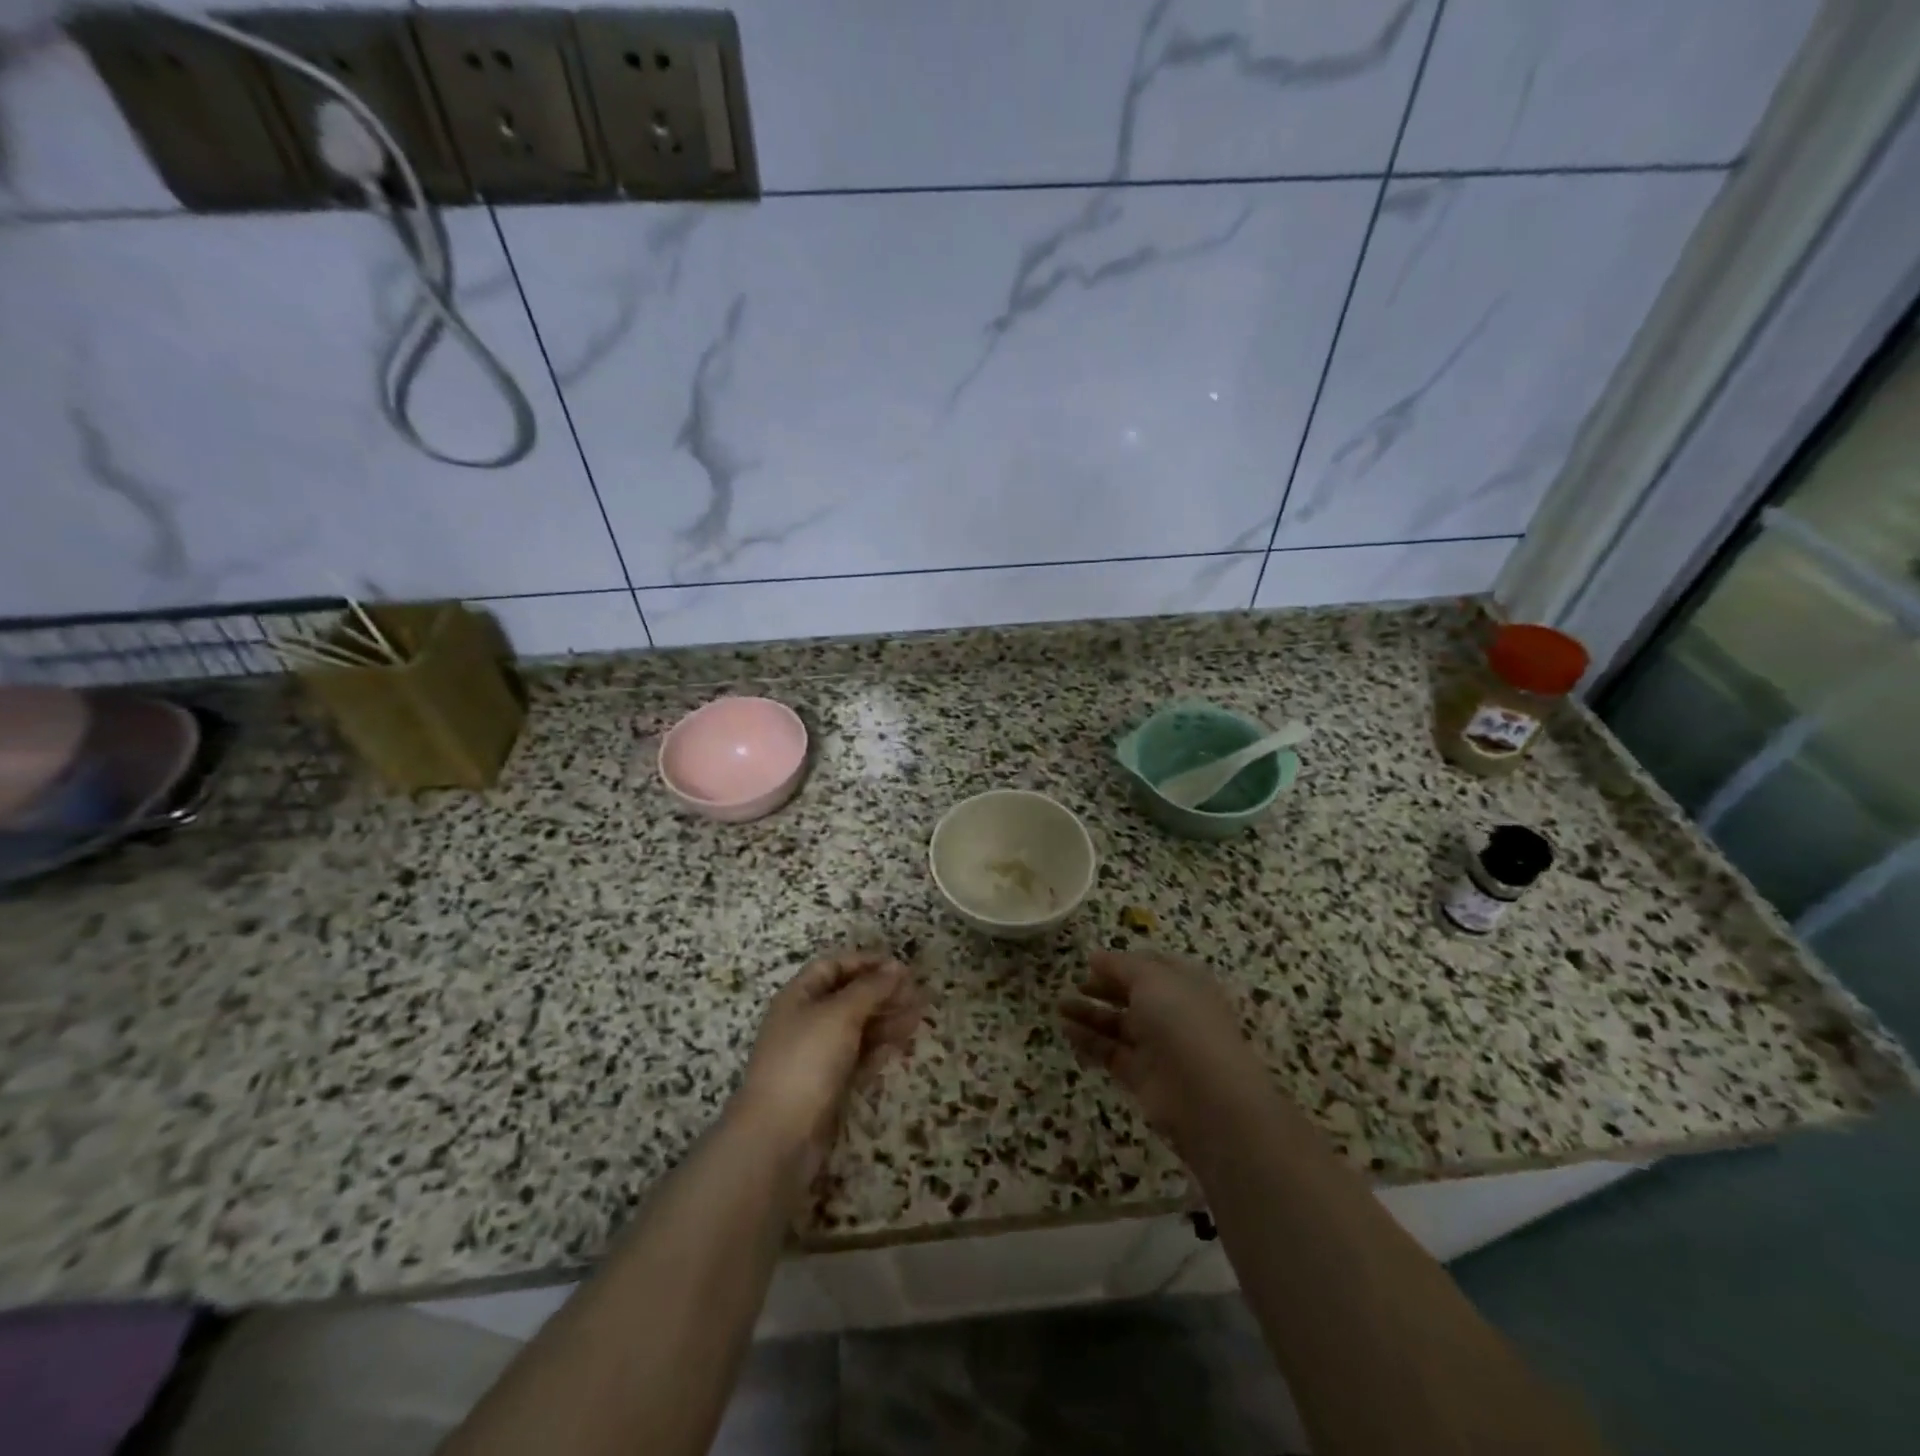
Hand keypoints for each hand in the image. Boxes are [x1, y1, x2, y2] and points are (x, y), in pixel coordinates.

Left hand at [736, 952, 923, 1176]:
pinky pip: (858, 1057)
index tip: (899, 967)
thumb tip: (897, 967)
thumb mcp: (840, 1014)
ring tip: (919, 1017)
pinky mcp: (828, 1085)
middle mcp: (806, 1021)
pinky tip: (902, 1043)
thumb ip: (870, 988)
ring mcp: (817, 1055)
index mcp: (799, 996)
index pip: (833, 966)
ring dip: (887, 1019)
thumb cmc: (807, 1060)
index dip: (865, 962)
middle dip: (882, 993)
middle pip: (848, 997)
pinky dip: (879, 1047)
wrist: (779, 1136)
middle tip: (918, 994)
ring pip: (856, 1028)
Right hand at [1059, 949, 1267, 1149]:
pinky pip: (1110, 1052)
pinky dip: (1089, 1040)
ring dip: (1089, 1013)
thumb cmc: (1182, 1021)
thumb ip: (1120, 965)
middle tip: (1073, 984)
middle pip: (1132, 995)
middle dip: (1102, 988)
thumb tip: (1096, 957)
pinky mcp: (1142, 1076)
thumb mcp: (1151, 978)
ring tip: (1058, 1006)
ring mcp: (1157, 1046)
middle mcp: (1172, 1012)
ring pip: (1118, 1024)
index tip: (1092, 961)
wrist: (1206, 1094)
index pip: (1151, 966)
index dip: (1122, 963)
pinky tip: (1066, 1030)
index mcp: (1184, 983)